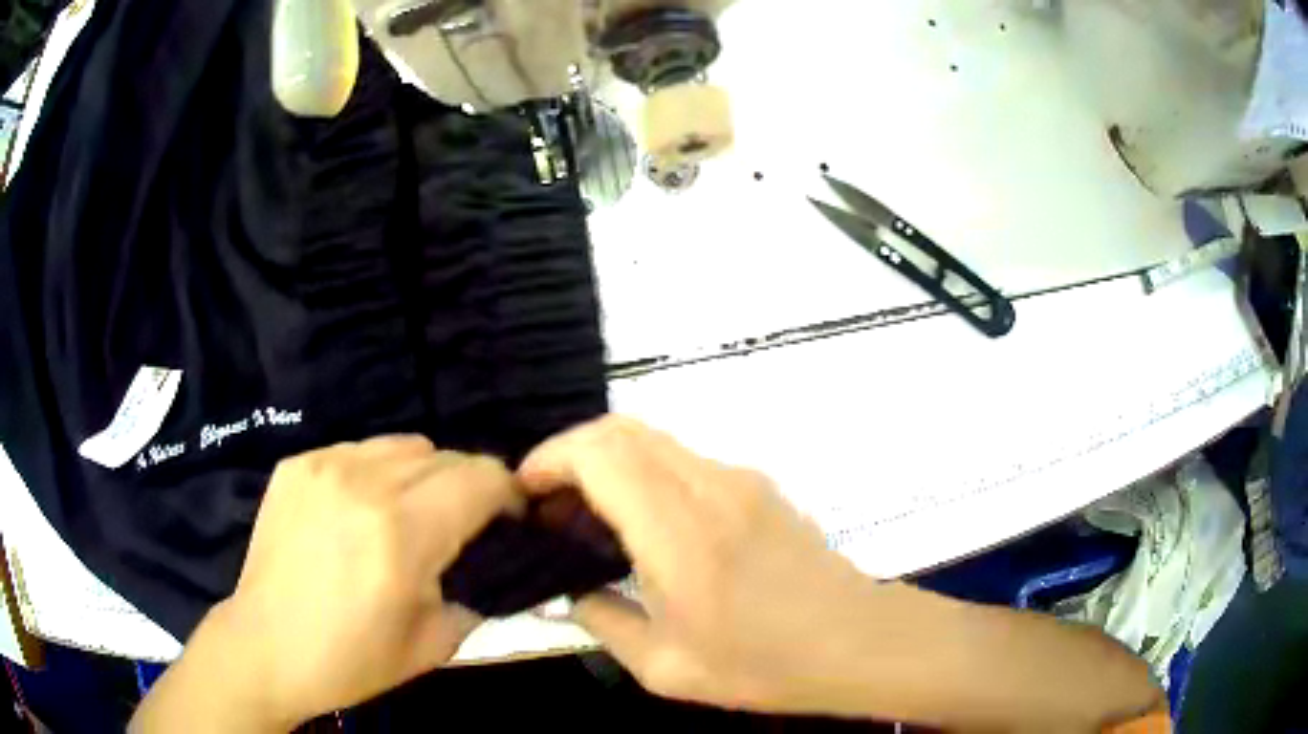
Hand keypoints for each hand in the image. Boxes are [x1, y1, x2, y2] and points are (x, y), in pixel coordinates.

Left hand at [132, 437, 521, 731]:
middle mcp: (365, 483)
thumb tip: (498, 565)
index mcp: (403, 533)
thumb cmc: (351, 659)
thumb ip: (478, 594)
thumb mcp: (434, 644)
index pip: (482, 477)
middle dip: (468, 488)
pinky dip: (376, 474)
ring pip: (404, 445)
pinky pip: (359, 451)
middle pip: (447, 455)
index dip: (508, 494)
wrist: (265, 646)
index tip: (508, 522)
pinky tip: (359, 512)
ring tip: (407, 516)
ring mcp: (324, 466)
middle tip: (459, 528)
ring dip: (422, 476)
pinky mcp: (297, 464)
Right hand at [520, 417, 1162, 729]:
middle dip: (571, 454)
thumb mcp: (664, 668)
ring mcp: (737, 479)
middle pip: (621, 429)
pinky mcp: (755, 486)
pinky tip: (641, 524)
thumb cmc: (761, 666)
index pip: (599, 453)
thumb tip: (573, 589)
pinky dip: (643, 473)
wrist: (855, 642)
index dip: (550, 458)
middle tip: (549, 506)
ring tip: (587, 518)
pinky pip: (682, 460)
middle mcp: (708, 486)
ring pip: (651, 439)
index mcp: (679, 533)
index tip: (526, 491)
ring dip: (608, 462)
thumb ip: (603, 619)